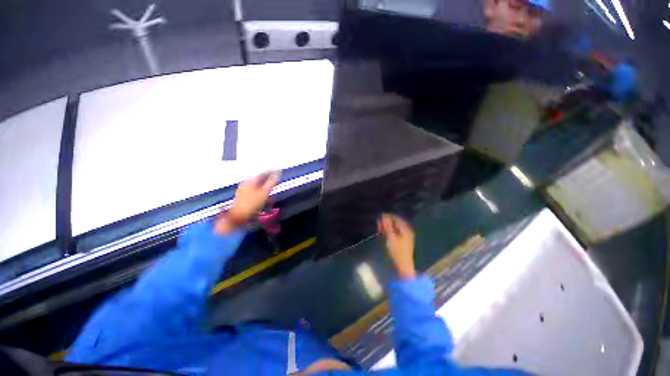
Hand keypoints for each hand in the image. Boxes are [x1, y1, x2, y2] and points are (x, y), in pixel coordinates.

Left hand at [214, 171, 279, 234]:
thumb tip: (277, 174)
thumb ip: (271, 183)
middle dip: (267, 180)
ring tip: (270, 190)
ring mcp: (242, 189)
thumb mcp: (265, 192)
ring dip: (264, 186)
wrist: (238, 216)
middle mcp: (245, 183)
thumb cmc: (252, 203)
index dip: (271, 173)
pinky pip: (253, 190)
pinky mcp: (242, 196)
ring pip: (256, 185)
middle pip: (259, 179)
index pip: (263, 173)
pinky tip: (262, 196)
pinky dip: (259, 191)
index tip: (278, 172)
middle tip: (274, 182)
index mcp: (251, 180)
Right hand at [377, 213, 415, 279]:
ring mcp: (405, 237)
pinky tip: (383, 233)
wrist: (403, 266)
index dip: (388, 217)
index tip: (379, 217)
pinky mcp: (402, 242)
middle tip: (378, 223)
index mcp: (406, 229)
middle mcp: (407, 231)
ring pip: (395, 229)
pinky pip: (395, 234)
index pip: (396, 219)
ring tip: (379, 228)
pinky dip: (389, 232)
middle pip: (396, 223)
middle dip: (387, 222)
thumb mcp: (391, 237)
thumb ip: (387, 226)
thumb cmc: (397, 251)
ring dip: (387, 227)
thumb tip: (383, 216)